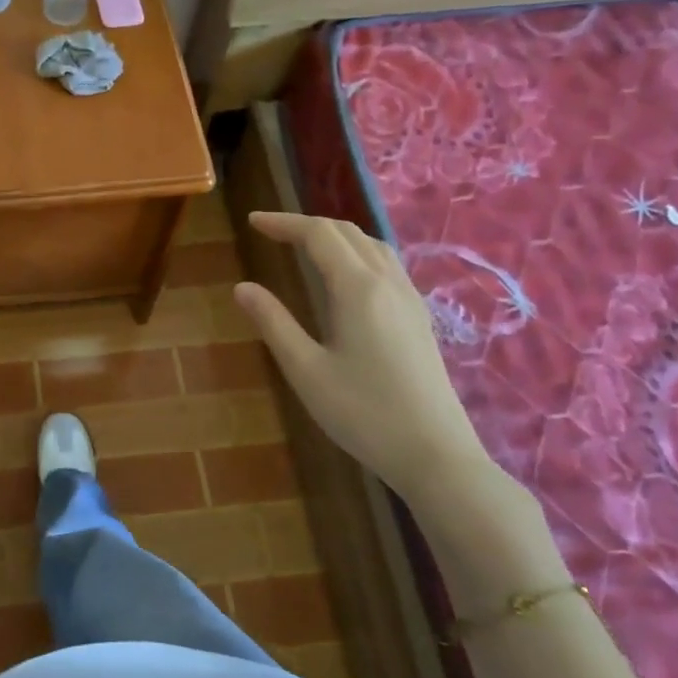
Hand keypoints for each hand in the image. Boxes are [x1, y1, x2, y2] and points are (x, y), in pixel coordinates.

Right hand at [233, 212, 501, 517]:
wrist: (435, 454)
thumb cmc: (362, 413)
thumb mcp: (305, 369)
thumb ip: (273, 322)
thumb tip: (242, 287)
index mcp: (358, 289)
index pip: (318, 234)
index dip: (283, 223)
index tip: (252, 222)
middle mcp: (388, 282)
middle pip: (347, 232)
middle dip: (306, 225)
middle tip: (271, 231)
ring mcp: (409, 299)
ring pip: (372, 245)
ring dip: (335, 235)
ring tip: (304, 245)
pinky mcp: (419, 317)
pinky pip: (386, 264)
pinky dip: (357, 251)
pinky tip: (345, 275)